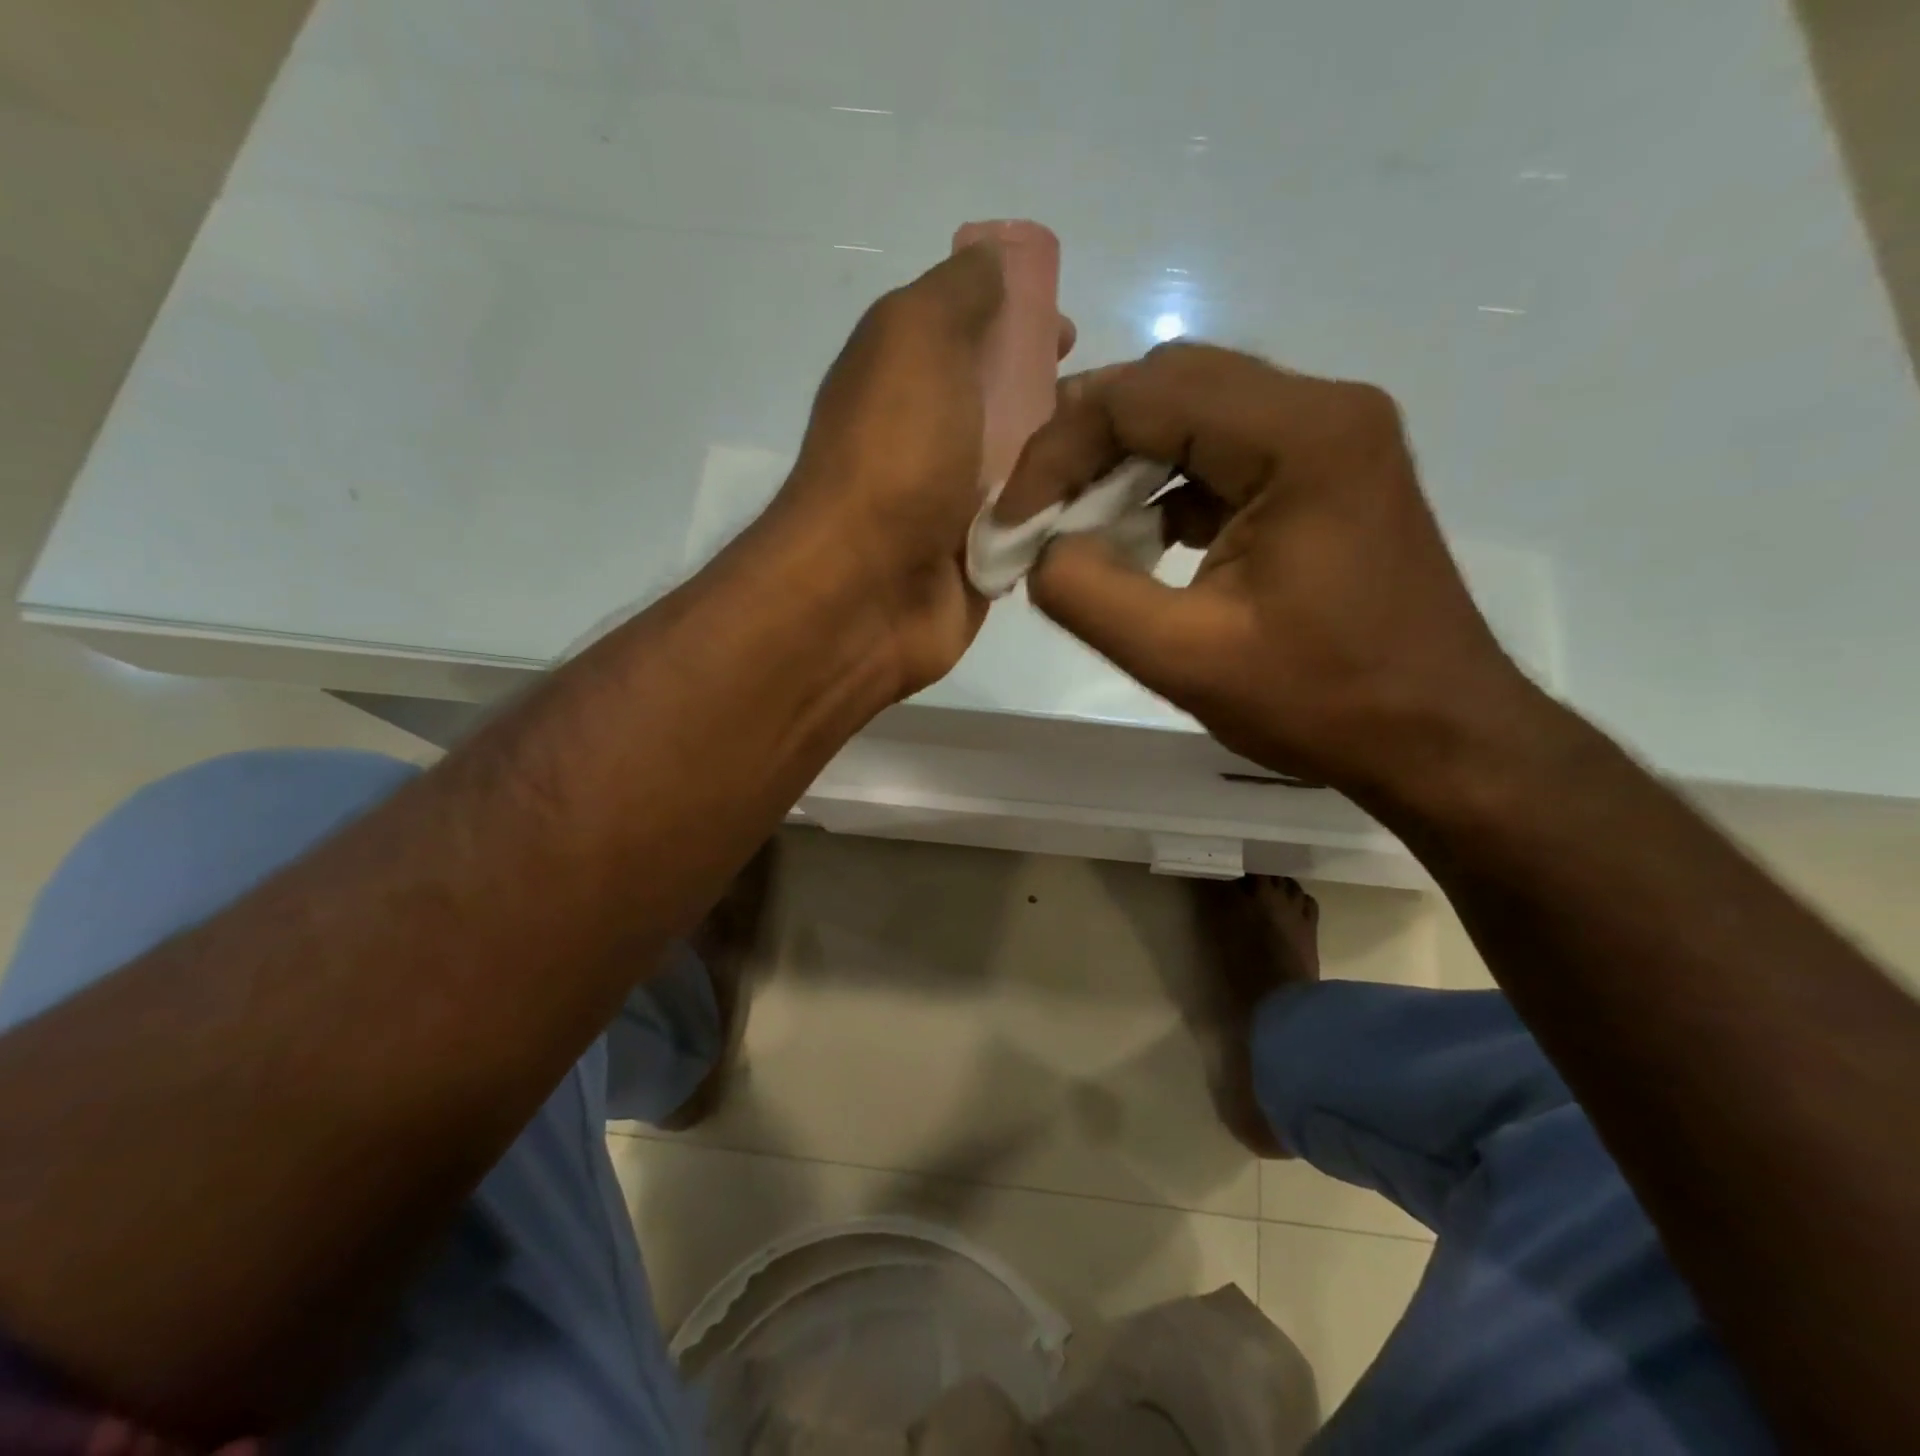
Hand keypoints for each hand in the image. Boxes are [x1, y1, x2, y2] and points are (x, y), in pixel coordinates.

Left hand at [776, 243, 1072, 695]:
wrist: (866, 591)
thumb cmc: (893, 456)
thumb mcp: (916, 338)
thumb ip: (957, 293)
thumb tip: (992, 261)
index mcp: (906, 375)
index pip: (971, 334)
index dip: (1021, 323)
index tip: (1069, 334)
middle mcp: (930, 437)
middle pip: (1008, 404)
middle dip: (1061, 397)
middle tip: (1110, 405)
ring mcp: (955, 505)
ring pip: (1030, 470)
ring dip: (1073, 460)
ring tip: (1128, 456)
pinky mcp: (982, 561)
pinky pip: (1035, 530)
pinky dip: (1065, 518)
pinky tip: (1112, 509)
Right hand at [1005, 343, 1537, 796]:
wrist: (1437, 737)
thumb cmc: (1322, 701)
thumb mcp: (1184, 658)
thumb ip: (1086, 594)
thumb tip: (1038, 548)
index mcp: (1300, 435)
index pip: (1143, 394)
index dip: (1057, 449)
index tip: (1013, 521)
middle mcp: (1323, 409)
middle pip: (1170, 386)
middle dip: (1086, 447)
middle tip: (1036, 516)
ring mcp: (1331, 438)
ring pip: (1195, 415)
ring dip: (1123, 467)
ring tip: (1076, 532)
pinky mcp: (1326, 474)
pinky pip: (1224, 454)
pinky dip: (1165, 490)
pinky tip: (1138, 545)